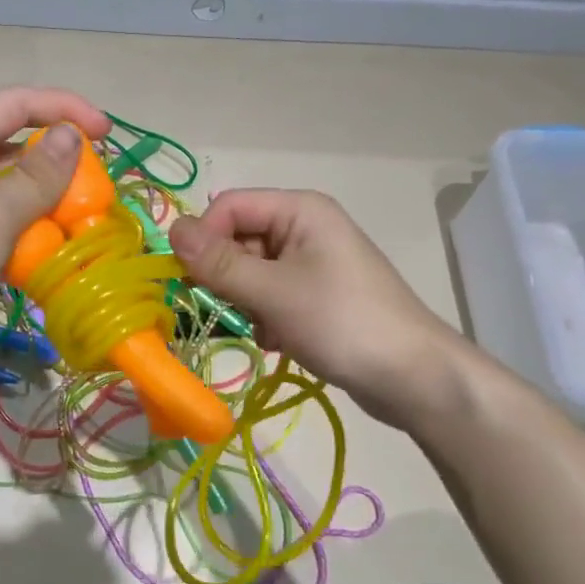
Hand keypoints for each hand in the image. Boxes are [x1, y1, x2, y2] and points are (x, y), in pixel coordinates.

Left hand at [0, 86, 111, 375]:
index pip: (18, 103)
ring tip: (79, 223)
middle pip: (15, 145)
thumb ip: (38, 174)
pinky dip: (26, 233)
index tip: (106, 133)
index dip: (65, 108)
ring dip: (45, 202)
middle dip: (58, 161)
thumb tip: (70, 135)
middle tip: (95, 187)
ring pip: (9, 189)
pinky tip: (48, 256)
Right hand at [168, 189, 466, 422]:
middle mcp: (303, 227)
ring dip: (242, 302)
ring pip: (248, 272)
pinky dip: (261, 317)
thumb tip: (171, 228)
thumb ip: (219, 262)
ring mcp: (309, 263)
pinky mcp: (313, 295)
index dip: (204, 238)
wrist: (413, 377)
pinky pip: (268, 295)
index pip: (228, 206)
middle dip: (223, 276)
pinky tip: (275, 341)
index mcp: (299, 210)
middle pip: (237, 239)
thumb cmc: (343, 323)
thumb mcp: (274, 292)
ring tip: (261, 330)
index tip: (192, 280)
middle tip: (230, 311)